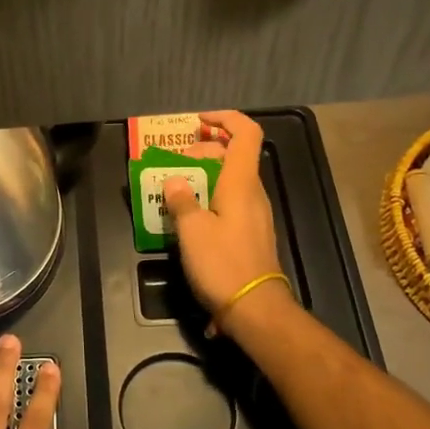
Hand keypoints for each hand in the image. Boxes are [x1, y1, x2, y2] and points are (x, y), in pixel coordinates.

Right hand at [162, 110, 291, 334]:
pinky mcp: (250, 234)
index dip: (224, 119)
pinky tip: (188, 219)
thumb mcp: (192, 230)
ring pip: (229, 180)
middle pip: (232, 156)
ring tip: (174, 191)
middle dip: (203, 151)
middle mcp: (252, 193)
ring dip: (203, 177)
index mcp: (241, 183)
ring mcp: (254, 214)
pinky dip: (209, 198)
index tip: (198, 121)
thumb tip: (174, 181)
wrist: (255, 309)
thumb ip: (181, 200)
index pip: (245, 133)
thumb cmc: (223, 264)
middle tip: (174, 164)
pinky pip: (229, 202)